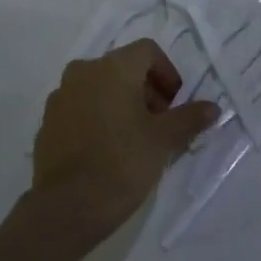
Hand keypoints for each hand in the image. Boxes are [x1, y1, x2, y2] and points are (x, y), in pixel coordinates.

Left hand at [30, 40, 219, 243]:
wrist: (66, 209)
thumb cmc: (122, 163)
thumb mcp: (164, 140)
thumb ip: (189, 118)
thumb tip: (213, 107)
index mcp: (113, 68)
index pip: (147, 51)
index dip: (167, 73)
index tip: (174, 104)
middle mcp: (83, 72)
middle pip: (122, 67)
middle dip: (145, 89)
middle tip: (159, 122)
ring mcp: (60, 97)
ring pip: (99, 86)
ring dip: (120, 102)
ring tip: (133, 136)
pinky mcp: (47, 123)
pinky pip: (79, 108)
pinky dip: (97, 117)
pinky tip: (107, 149)